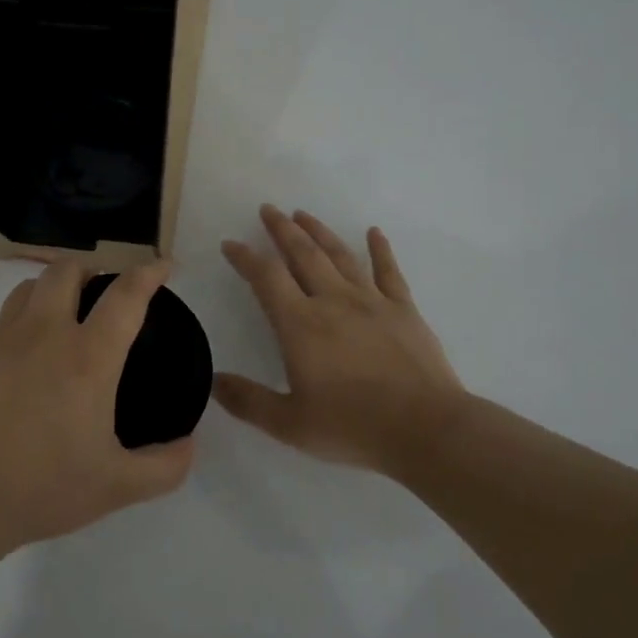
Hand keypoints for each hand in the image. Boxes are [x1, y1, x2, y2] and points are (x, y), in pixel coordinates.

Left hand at [0, 260, 194, 552]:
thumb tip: (190, 445)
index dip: (149, 272)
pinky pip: (0, 325)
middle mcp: (43, 334)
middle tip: (103, 294)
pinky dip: (21, 329)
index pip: (125, 295)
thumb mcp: (116, 487)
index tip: (163, 266)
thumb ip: (164, 467)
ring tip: (63, 318)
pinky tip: (22, 369)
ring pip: (28, 289)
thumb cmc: (40, 488)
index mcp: (87, 357)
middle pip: (67, 271)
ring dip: (53, 290)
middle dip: (92, 270)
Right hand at [215, 206, 464, 471]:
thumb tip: (212, 381)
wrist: (425, 429)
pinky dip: (380, 249)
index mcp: (301, 325)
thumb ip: (248, 401)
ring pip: (340, 255)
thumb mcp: (290, 424)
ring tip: (304, 214)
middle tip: (269, 209)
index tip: (231, 243)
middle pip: (303, 253)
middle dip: (282, 229)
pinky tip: (374, 232)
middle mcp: (333, 301)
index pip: (266, 278)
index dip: (245, 258)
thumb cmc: (352, 427)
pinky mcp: (403, 309)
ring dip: (319, 231)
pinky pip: (388, 271)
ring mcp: (372, 301)